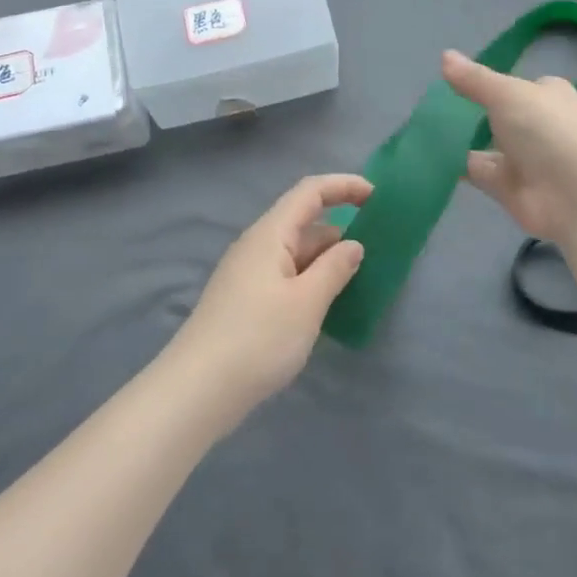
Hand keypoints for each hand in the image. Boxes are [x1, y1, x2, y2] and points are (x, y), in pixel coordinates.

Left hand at [169, 174, 371, 419]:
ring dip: (328, 261)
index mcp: (270, 234)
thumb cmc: (258, 338)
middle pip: (304, 223)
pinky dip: (312, 282)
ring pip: (297, 254)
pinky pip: (287, 277)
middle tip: (379, 252)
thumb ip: (335, 268)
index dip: (344, 186)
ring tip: (361, 281)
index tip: (378, 197)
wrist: (198, 390)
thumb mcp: (307, 302)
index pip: (310, 192)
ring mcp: (248, 275)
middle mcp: (256, 247)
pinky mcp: (246, 301)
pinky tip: (328, 306)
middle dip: (342, 231)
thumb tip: (353, 245)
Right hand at [443, 49, 576, 242]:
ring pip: (485, 146)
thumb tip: (445, 55)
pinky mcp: (509, 188)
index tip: (454, 81)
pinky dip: (454, 167)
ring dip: (458, 141)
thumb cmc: (548, 131)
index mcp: (548, 96)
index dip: (489, 85)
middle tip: (428, 106)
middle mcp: (538, 126)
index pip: (517, 86)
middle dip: (470, 114)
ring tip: (417, 130)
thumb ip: (474, 79)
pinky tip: (424, 158)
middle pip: (499, 117)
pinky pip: (477, 172)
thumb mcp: (507, 94)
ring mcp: (524, 159)